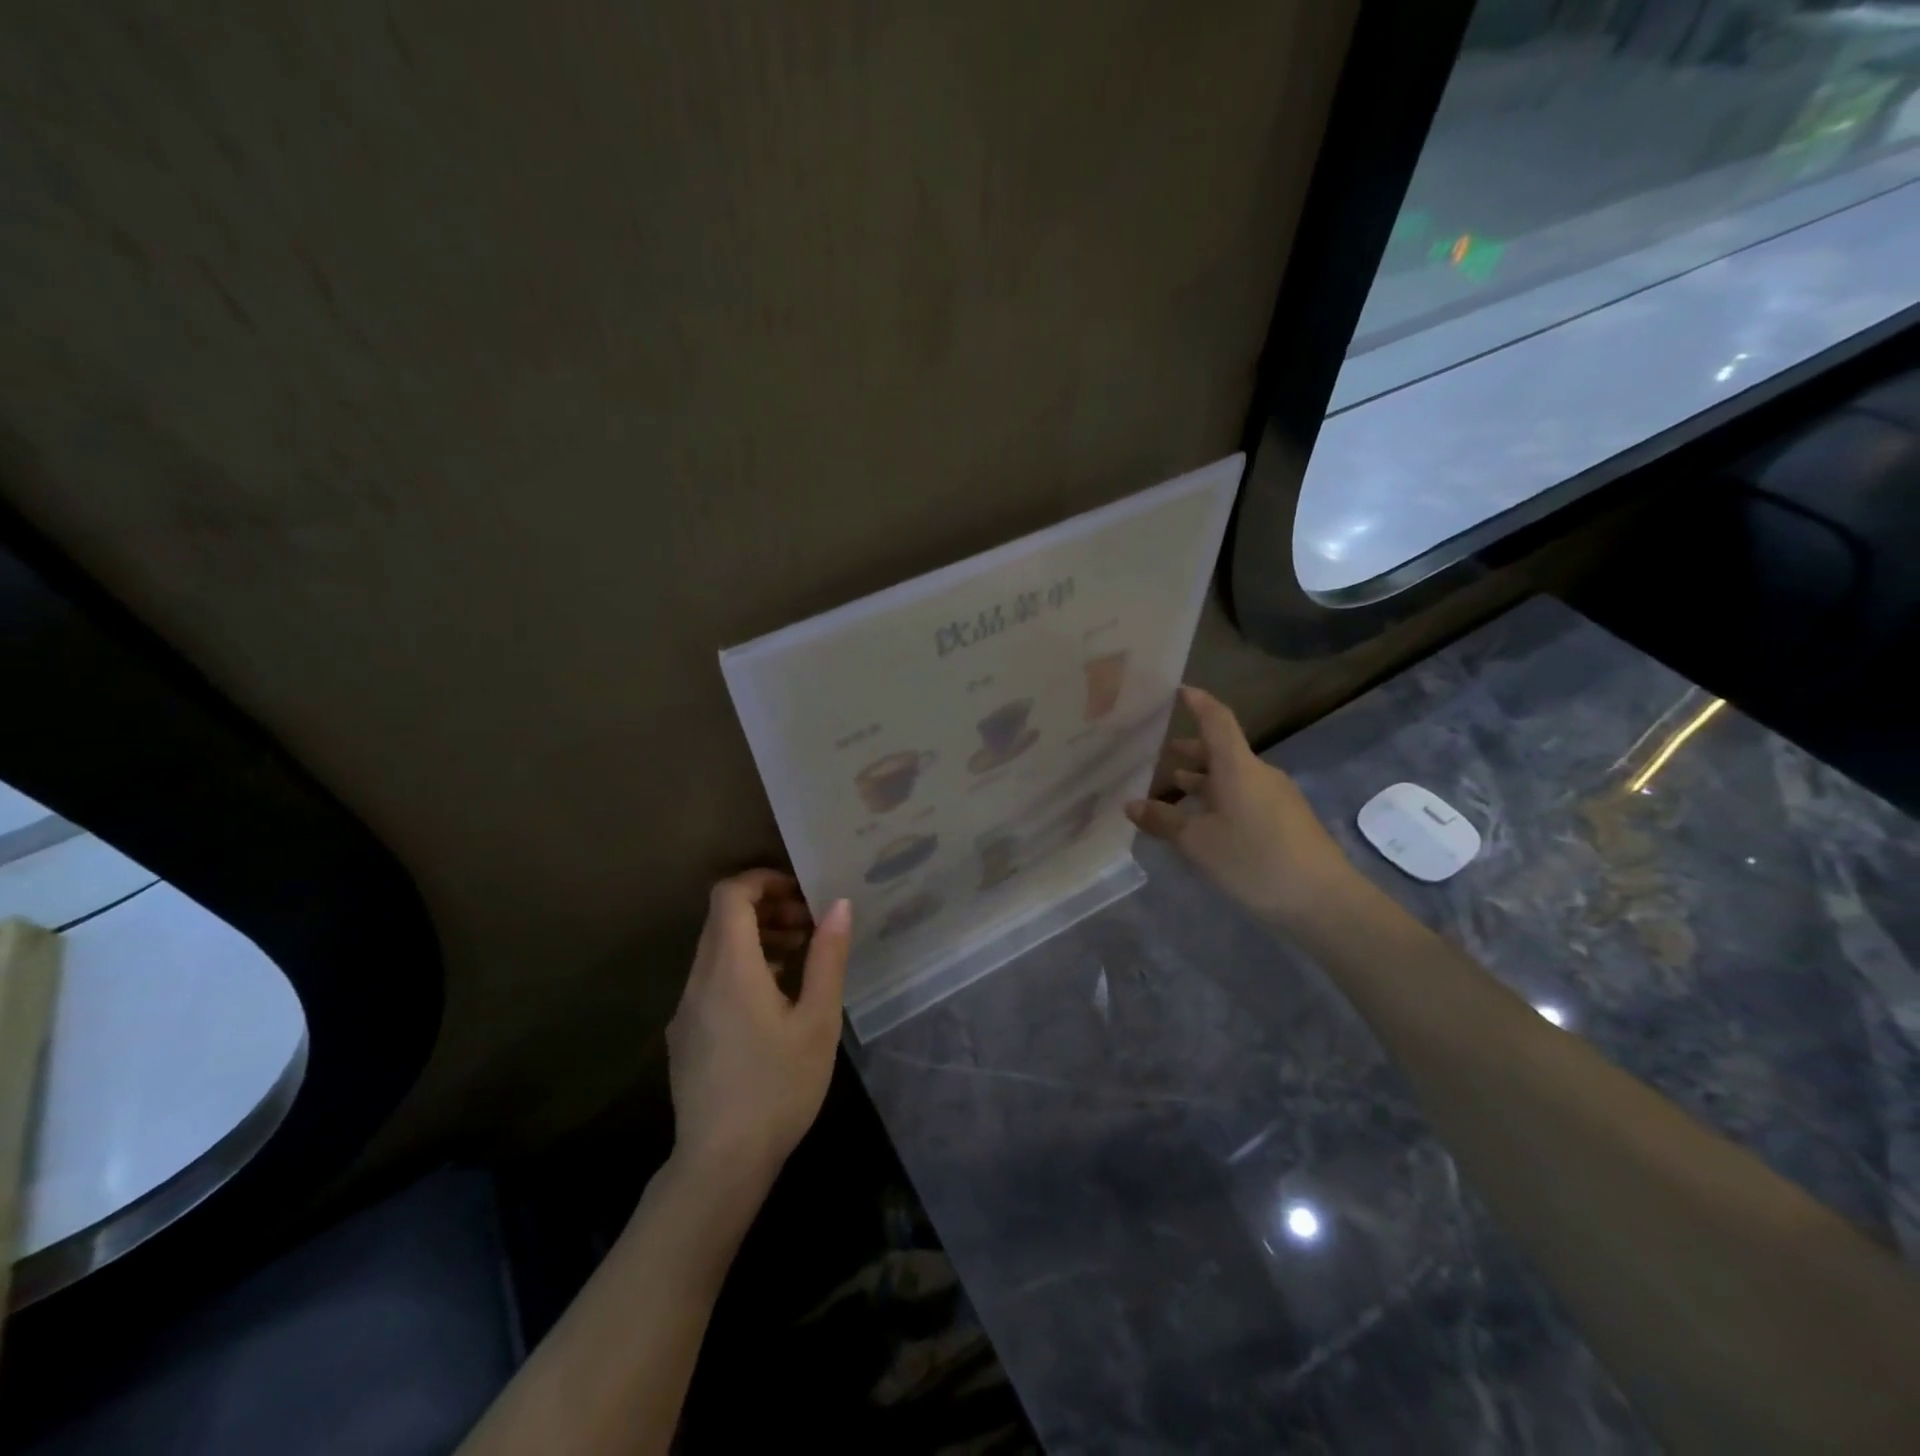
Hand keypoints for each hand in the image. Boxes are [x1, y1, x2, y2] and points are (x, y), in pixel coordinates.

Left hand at [665, 871, 850, 1194]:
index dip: (763, 880)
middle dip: (768, 908)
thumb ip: (827, 957)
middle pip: (723, 919)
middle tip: (811, 925)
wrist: (720, 1165)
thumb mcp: (817, 1021)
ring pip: (717, 949)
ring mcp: (686, 1008)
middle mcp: (699, 979)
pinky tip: (777, 1000)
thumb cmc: (777, 1088)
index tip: (801, 892)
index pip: (729, 895)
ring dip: (757, 939)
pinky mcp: (685, 1034)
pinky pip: (712, 979)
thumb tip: (839, 904)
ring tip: (802, 958)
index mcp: (729, 968)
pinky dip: (743, 968)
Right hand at [1126, 686, 1357, 932]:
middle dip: (1190, 750)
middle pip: (1222, 751)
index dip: (1197, 702)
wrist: (1323, 901)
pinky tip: (1204, 823)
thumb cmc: (1254, 861)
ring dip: (1203, 779)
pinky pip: (1244, 797)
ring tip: (1173, 789)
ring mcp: (1276, 797)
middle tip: (1158, 753)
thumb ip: (1163, 821)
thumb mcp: (1198, 843)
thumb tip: (1131, 805)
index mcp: (1237, 767)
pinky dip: (1219, 799)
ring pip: (1232, 777)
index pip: (1216, 719)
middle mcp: (1259, 773)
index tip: (1178, 689)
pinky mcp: (1286, 821)